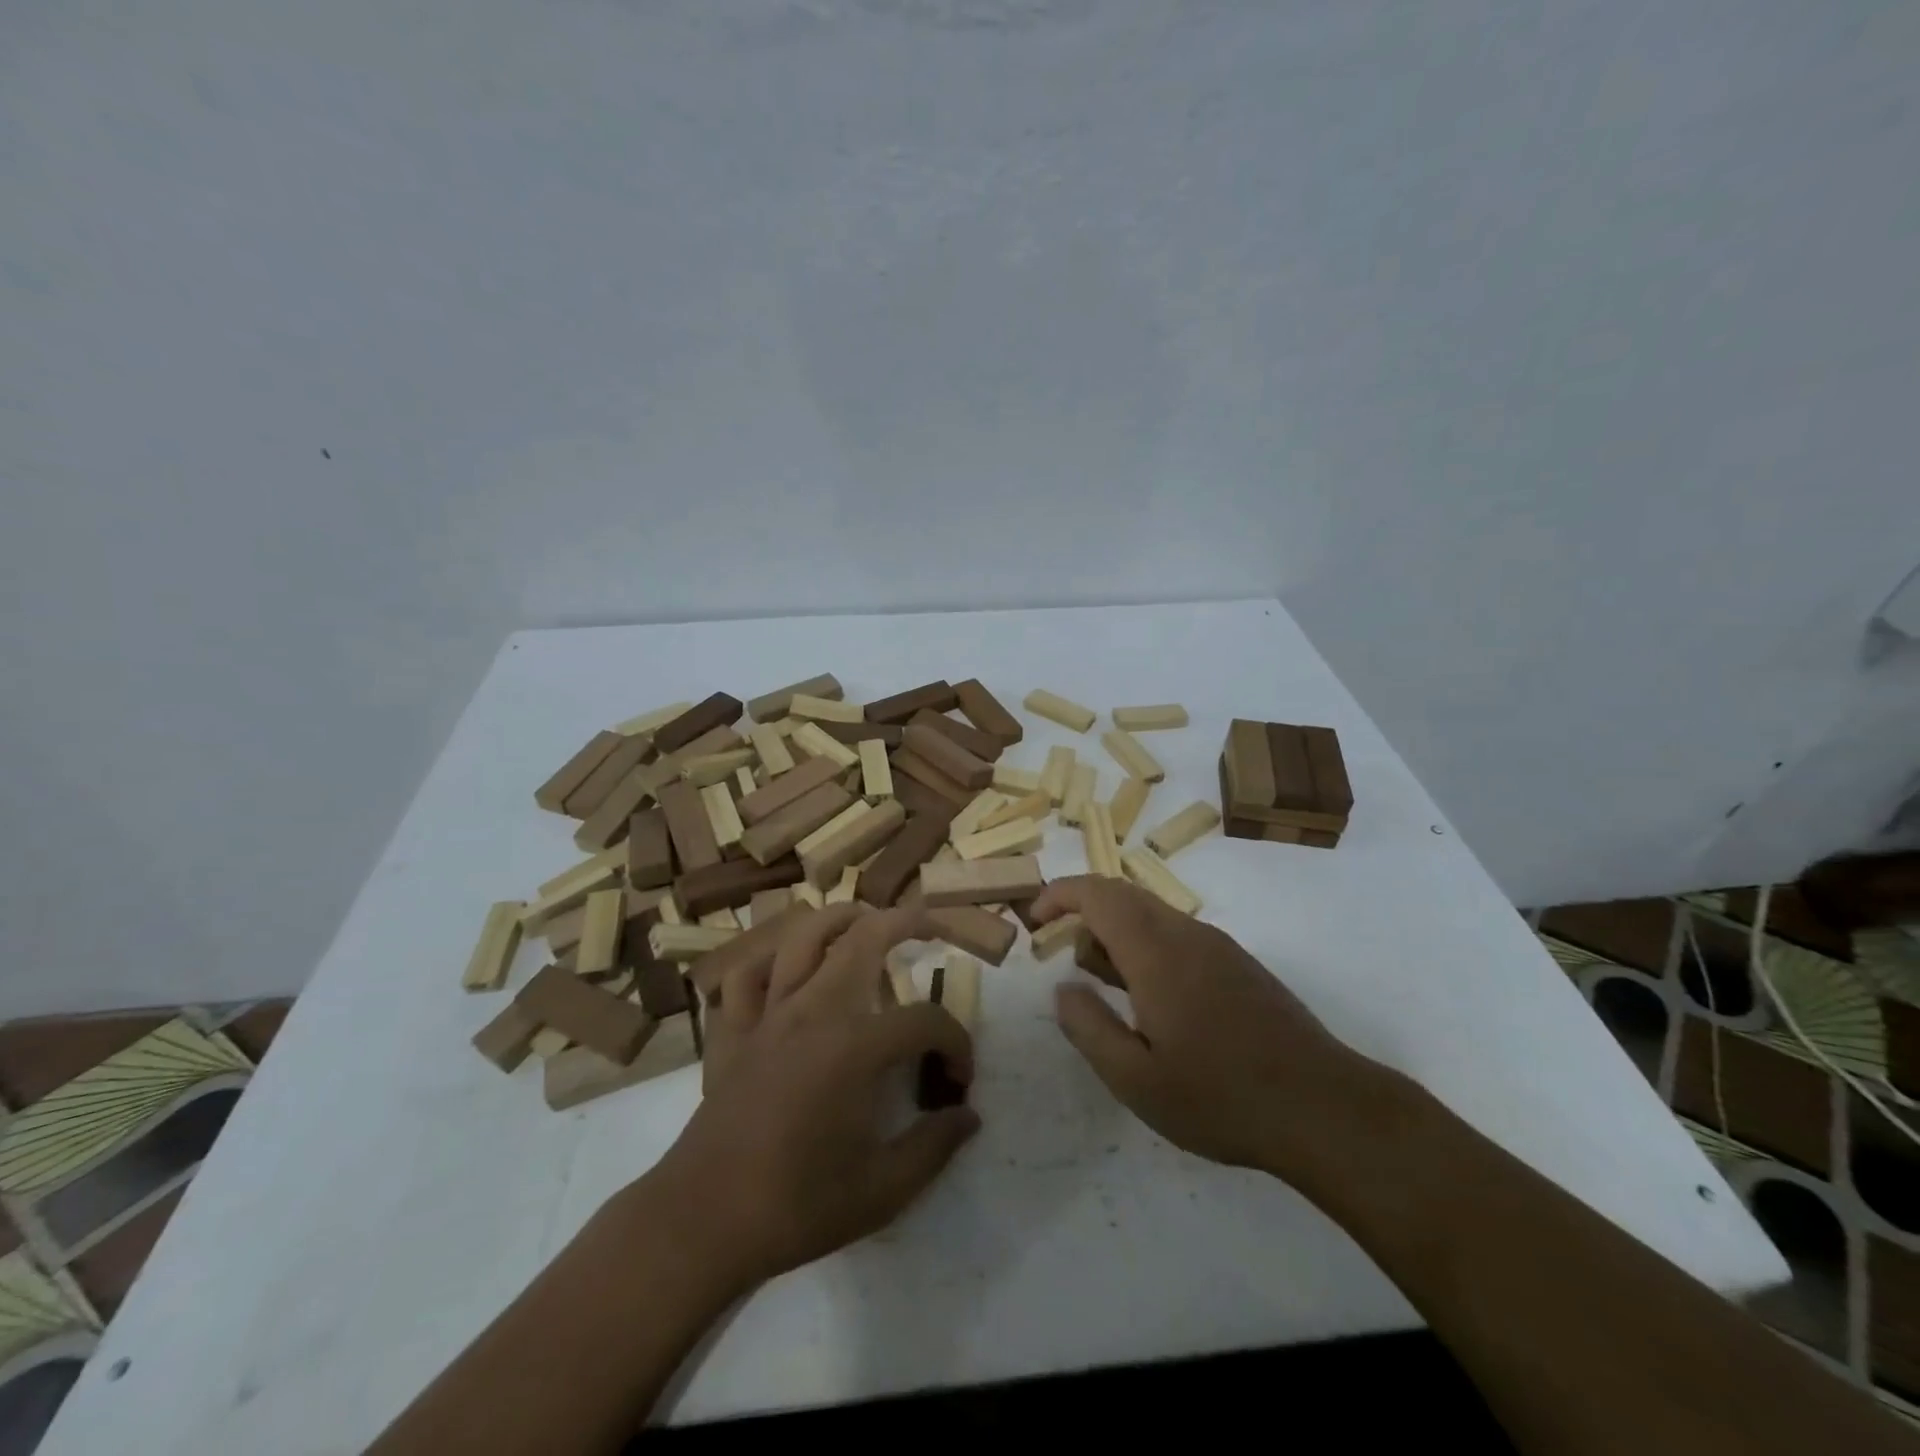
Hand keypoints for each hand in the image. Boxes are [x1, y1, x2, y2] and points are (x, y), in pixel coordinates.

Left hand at [646, 905, 979, 1290]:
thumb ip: (934, 1147)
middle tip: (930, 925)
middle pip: (863, 939)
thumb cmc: (796, 1207)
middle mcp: (813, 1011)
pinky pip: (747, 975)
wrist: (701, 1224)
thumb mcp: (882, 1191)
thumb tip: (969, 1116)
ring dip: (838, 919)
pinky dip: (768, 960)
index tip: (959, 1079)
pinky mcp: (732, 1031)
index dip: (955, 1042)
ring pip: (802, 937)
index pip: (924, 1021)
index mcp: (855, 1046)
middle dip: (904, 922)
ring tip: (863, 919)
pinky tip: (785, 967)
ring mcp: (767, 1015)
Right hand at [1033, 876, 1382, 1178]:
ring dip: (1115, 931)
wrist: (1325, 1108)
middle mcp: (1187, 934)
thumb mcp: (1136, 1080)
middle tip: (1060, 950)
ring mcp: (1218, 946)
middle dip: (1083, 909)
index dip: (1059, 895)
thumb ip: (1088, 1028)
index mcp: (1157, 953)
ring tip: (1103, 984)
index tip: (1034, 919)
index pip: (1098, 894)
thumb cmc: (1221, 1097)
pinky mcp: (1238, 964)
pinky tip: (1150, 999)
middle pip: (1123, 894)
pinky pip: (1177, 933)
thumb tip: (1062, 988)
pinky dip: (1145, 944)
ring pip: (1151, 913)